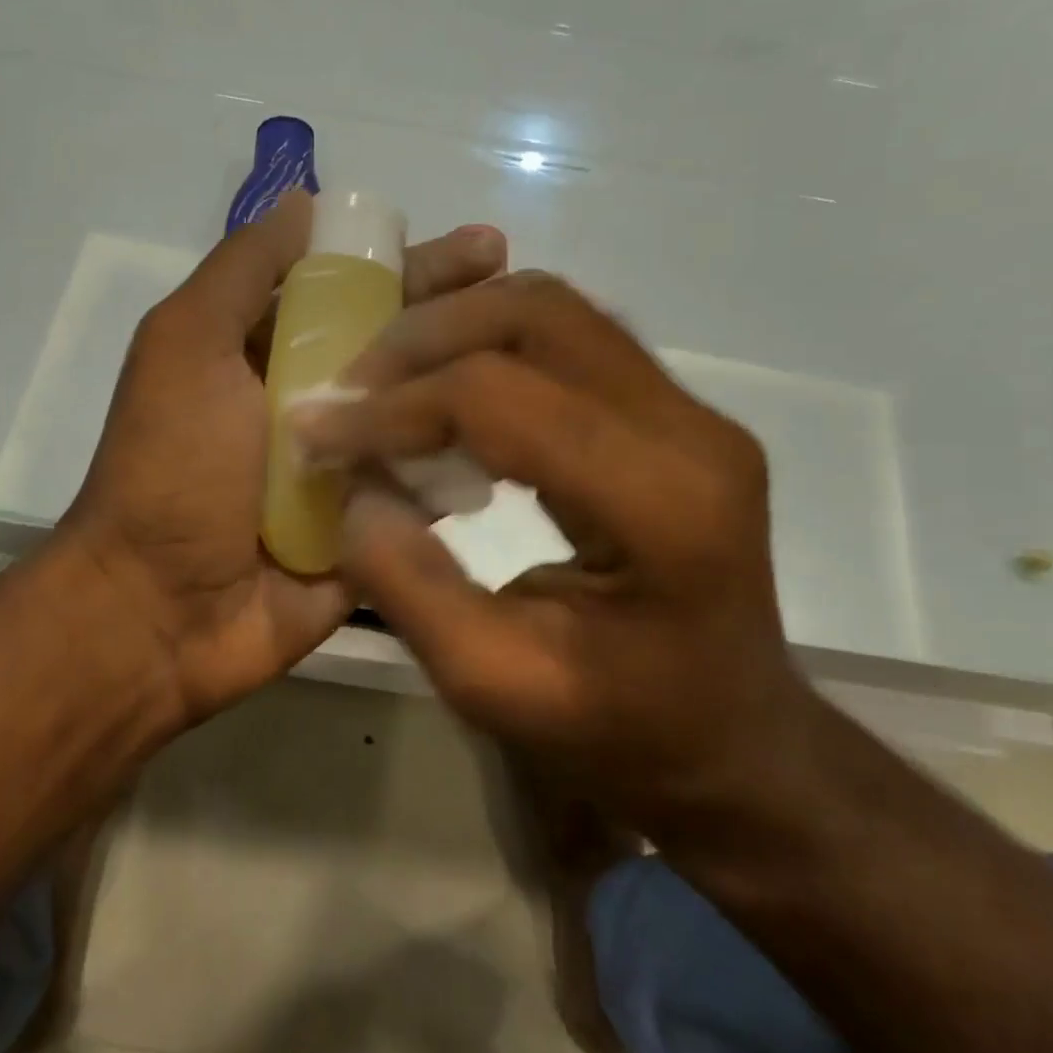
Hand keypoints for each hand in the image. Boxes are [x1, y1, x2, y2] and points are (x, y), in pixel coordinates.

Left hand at [61, 190, 505, 725]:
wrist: (162, 610)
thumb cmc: (173, 465)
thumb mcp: (186, 343)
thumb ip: (242, 271)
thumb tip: (305, 201)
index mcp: (273, 353)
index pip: (359, 293)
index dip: (417, 267)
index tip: (483, 250)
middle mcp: (319, 402)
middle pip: (403, 348)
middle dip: (461, 318)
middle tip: (526, 296)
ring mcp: (352, 468)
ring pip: (427, 413)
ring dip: (478, 387)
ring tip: (545, 365)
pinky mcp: (375, 527)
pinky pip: (431, 487)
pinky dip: (467, 463)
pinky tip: (523, 439)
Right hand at [292, 270, 813, 818]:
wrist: (734, 743)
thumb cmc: (622, 735)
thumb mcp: (495, 687)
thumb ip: (411, 587)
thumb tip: (355, 489)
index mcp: (659, 504)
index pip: (500, 400)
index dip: (394, 406)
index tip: (318, 430)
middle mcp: (690, 430)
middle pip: (536, 316)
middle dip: (422, 338)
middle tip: (352, 389)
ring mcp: (694, 411)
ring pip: (554, 309)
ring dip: (456, 328)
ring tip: (388, 383)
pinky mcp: (678, 412)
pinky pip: (570, 338)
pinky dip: (491, 345)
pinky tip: (448, 392)